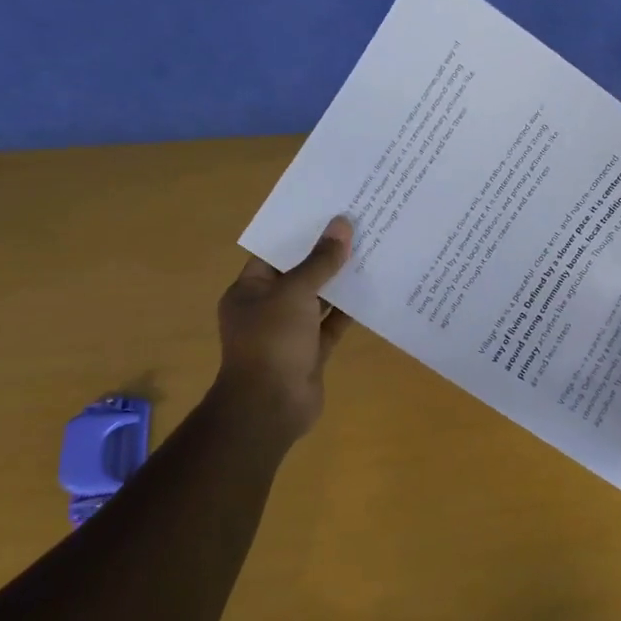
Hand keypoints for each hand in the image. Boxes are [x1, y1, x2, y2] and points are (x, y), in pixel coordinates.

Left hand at [211, 217, 353, 440]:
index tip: (328, 213)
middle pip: (298, 275)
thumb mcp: (295, 294)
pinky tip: (372, 291)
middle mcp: (267, 308)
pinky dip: (348, 312)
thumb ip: (320, 262)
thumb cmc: (272, 342)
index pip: (273, 253)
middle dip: (324, 255)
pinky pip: (331, 326)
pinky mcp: (311, 352)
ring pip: (318, 300)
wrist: (270, 408)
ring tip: (370, 252)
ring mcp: (289, 333)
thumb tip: (342, 225)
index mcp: (249, 290)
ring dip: (339, 282)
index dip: (299, 233)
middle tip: (356, 228)